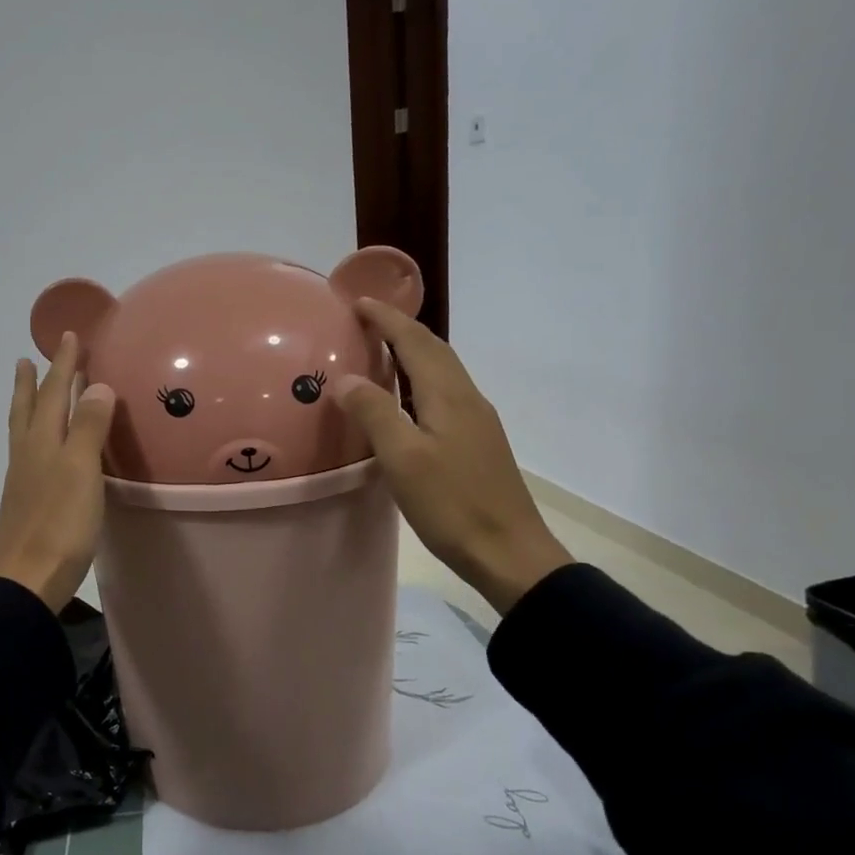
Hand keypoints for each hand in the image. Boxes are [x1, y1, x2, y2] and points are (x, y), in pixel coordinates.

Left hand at [0, 331, 116, 612]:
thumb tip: (95, 385)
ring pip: (23, 431)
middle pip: (28, 409)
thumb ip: (89, 427)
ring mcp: (23, 480)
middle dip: (33, 382)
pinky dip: (34, 436)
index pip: (53, 393)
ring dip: (27, 406)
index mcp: (41, 442)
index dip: (62, 364)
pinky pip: (29, 453)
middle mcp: (27, 455)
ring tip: (26, 391)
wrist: (25, 580)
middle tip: (28, 358)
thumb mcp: (81, 470)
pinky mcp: (26, 503)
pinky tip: (41, 448)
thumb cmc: (59, 524)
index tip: (68, 336)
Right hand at [332, 300, 571, 614]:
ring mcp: (476, 422)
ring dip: (413, 353)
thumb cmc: (452, 504)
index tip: (357, 302)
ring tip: (381, 352)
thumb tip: (345, 379)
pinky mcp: (476, 443)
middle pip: (435, 350)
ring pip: (442, 372)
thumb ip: (374, 413)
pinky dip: (420, 381)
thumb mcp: (403, 459)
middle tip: (366, 321)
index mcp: (449, 396)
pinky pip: (444, 395)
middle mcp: (467, 399)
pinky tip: (406, 402)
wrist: (509, 552)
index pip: (416, 342)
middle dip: (401, 329)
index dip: (387, 319)